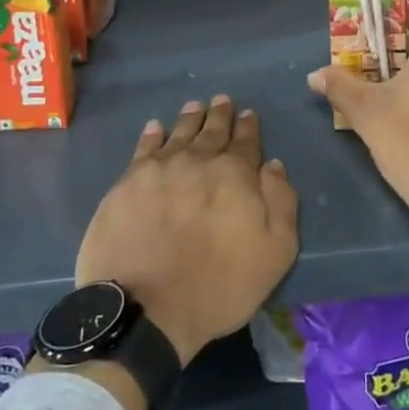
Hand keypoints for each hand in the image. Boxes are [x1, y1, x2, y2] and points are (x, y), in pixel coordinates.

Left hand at [75, 96, 298, 368]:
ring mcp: (159, 169)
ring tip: (195, 105)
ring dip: (190, 118)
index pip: (246, 141)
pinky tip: (155, 128)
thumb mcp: (274, 252)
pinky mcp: (128, 183)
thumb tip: (273, 165)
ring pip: (179, 133)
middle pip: (212, 131)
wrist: (145, 309)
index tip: (248, 114)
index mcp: (235, 174)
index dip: (248, 127)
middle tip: (222, 100)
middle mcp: (198, 160)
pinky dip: (152, 135)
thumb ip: (280, 202)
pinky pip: (144, 148)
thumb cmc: (218, 286)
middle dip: (220, 115)